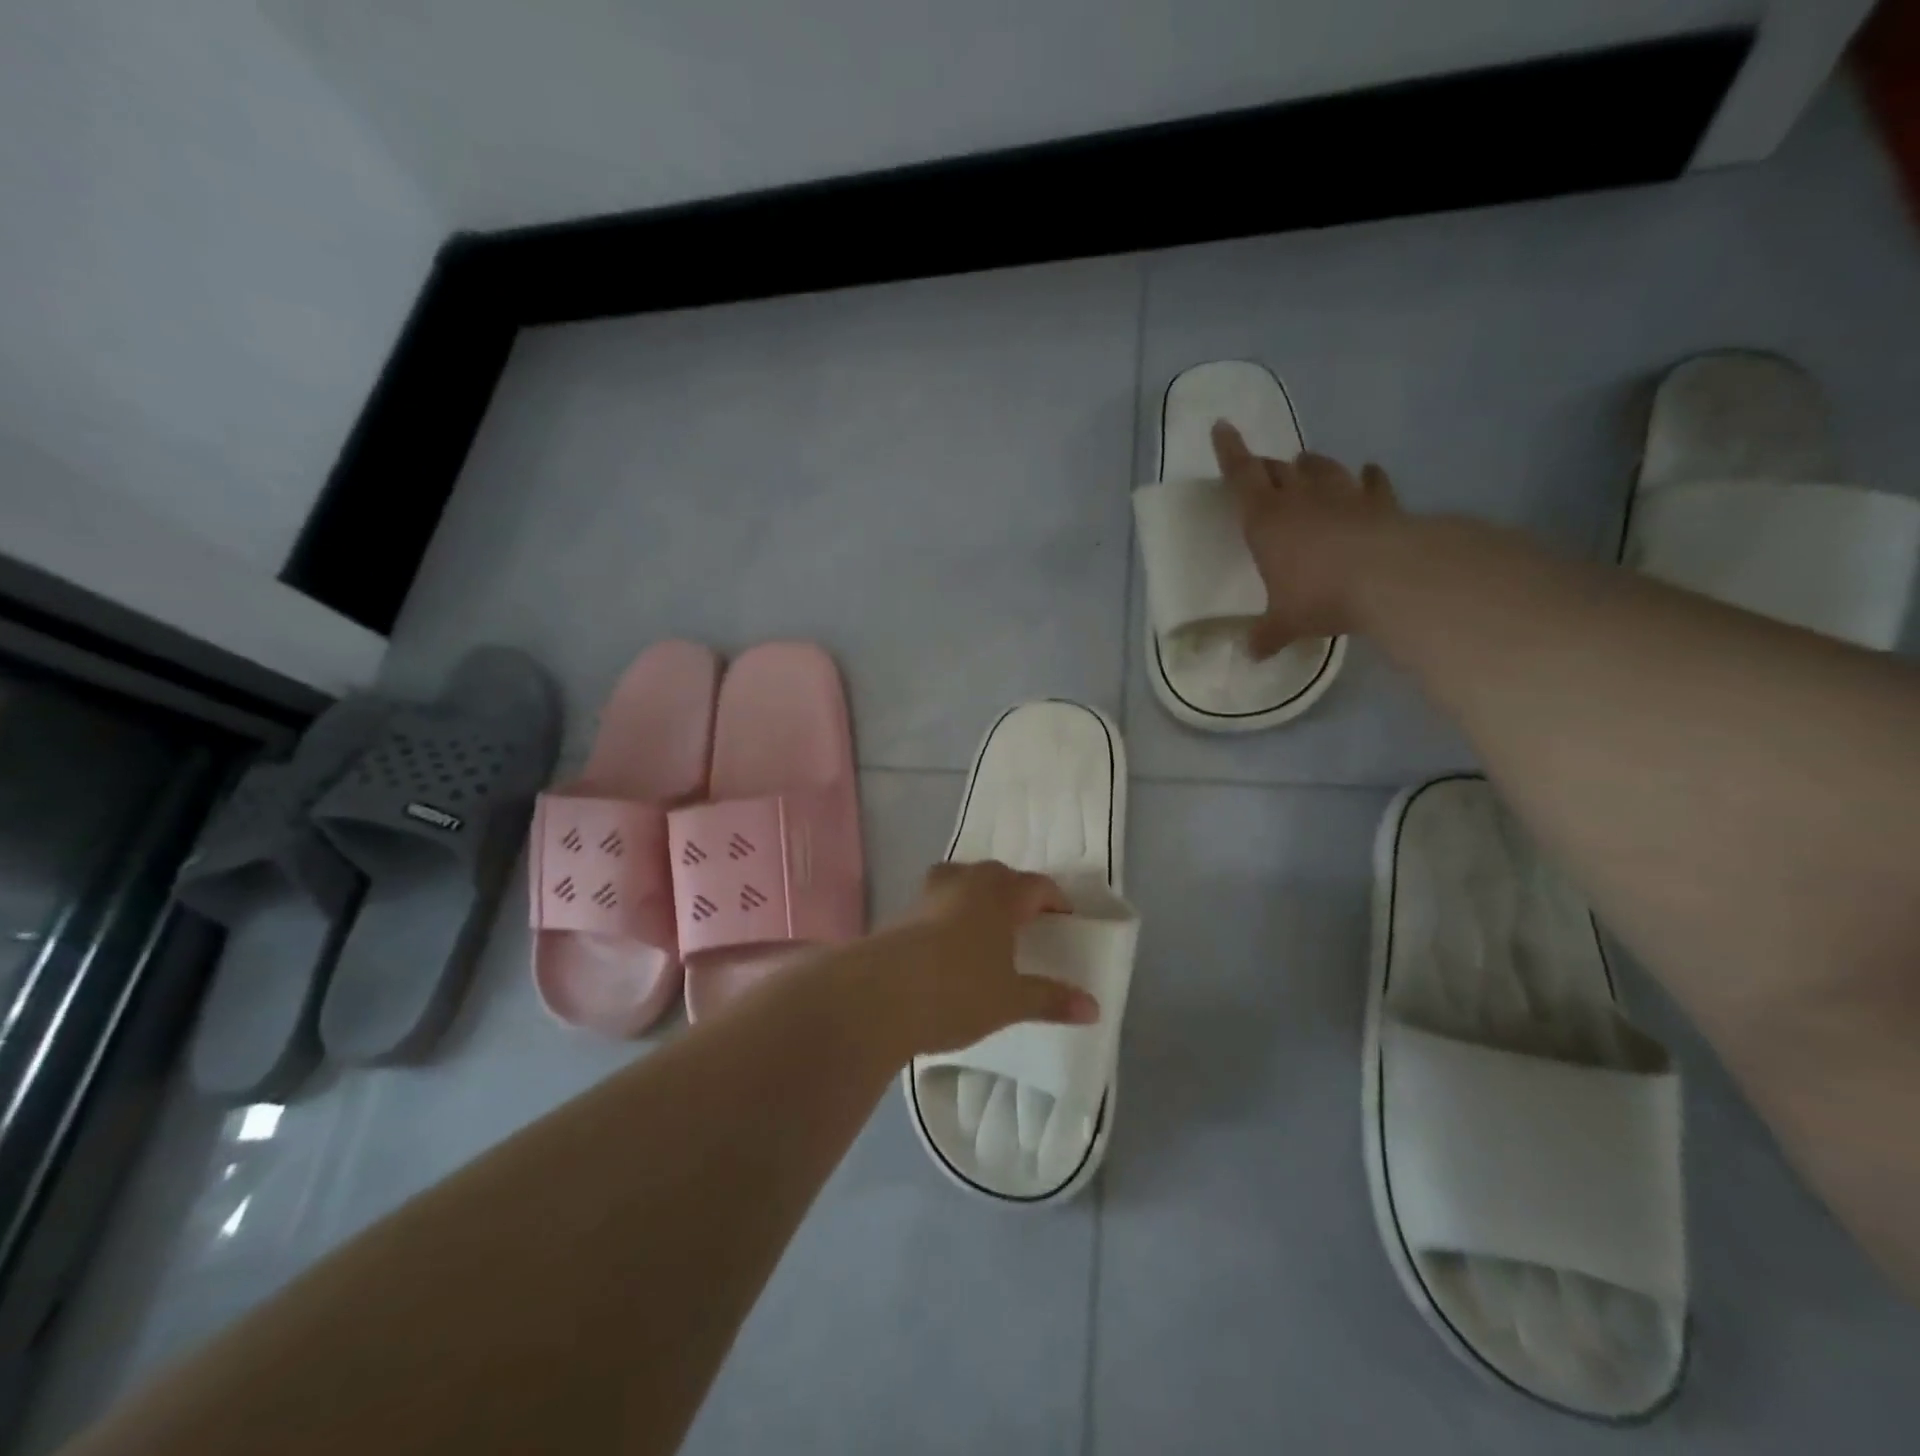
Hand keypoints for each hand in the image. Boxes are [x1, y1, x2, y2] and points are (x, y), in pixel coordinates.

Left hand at [870, 860, 1098, 1056]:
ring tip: (986, 927)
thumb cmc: (958, 991)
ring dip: (977, 897)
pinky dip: (949, 915)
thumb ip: (1051, 999)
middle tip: (1027, 922)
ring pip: (961, 882)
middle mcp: (965, 883)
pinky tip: (949, 947)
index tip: (1065, 920)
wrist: (878, 996)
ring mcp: (929, 894)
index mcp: (1000, 894)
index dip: (1055, 900)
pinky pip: (937, 903)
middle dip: (1015, 893)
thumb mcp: (1010, 1001)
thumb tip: (1094, 1008)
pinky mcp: (902, 913)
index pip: (1037, 886)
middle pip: (998, 875)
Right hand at [1212, 419, 1401, 657]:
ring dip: (1311, 465)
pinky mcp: (1381, 504)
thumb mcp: (1285, 623)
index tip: (1222, 426)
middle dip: (1266, 467)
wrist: (1389, 578)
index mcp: (1266, 520)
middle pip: (1278, 470)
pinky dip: (1368, 478)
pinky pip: (1372, 484)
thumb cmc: (1319, 595)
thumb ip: (1267, 635)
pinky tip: (1368, 473)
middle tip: (1261, 468)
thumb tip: (1251, 655)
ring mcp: (1344, 496)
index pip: (1241, 475)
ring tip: (1305, 463)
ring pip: (1322, 469)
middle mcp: (1301, 499)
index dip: (1229, 451)